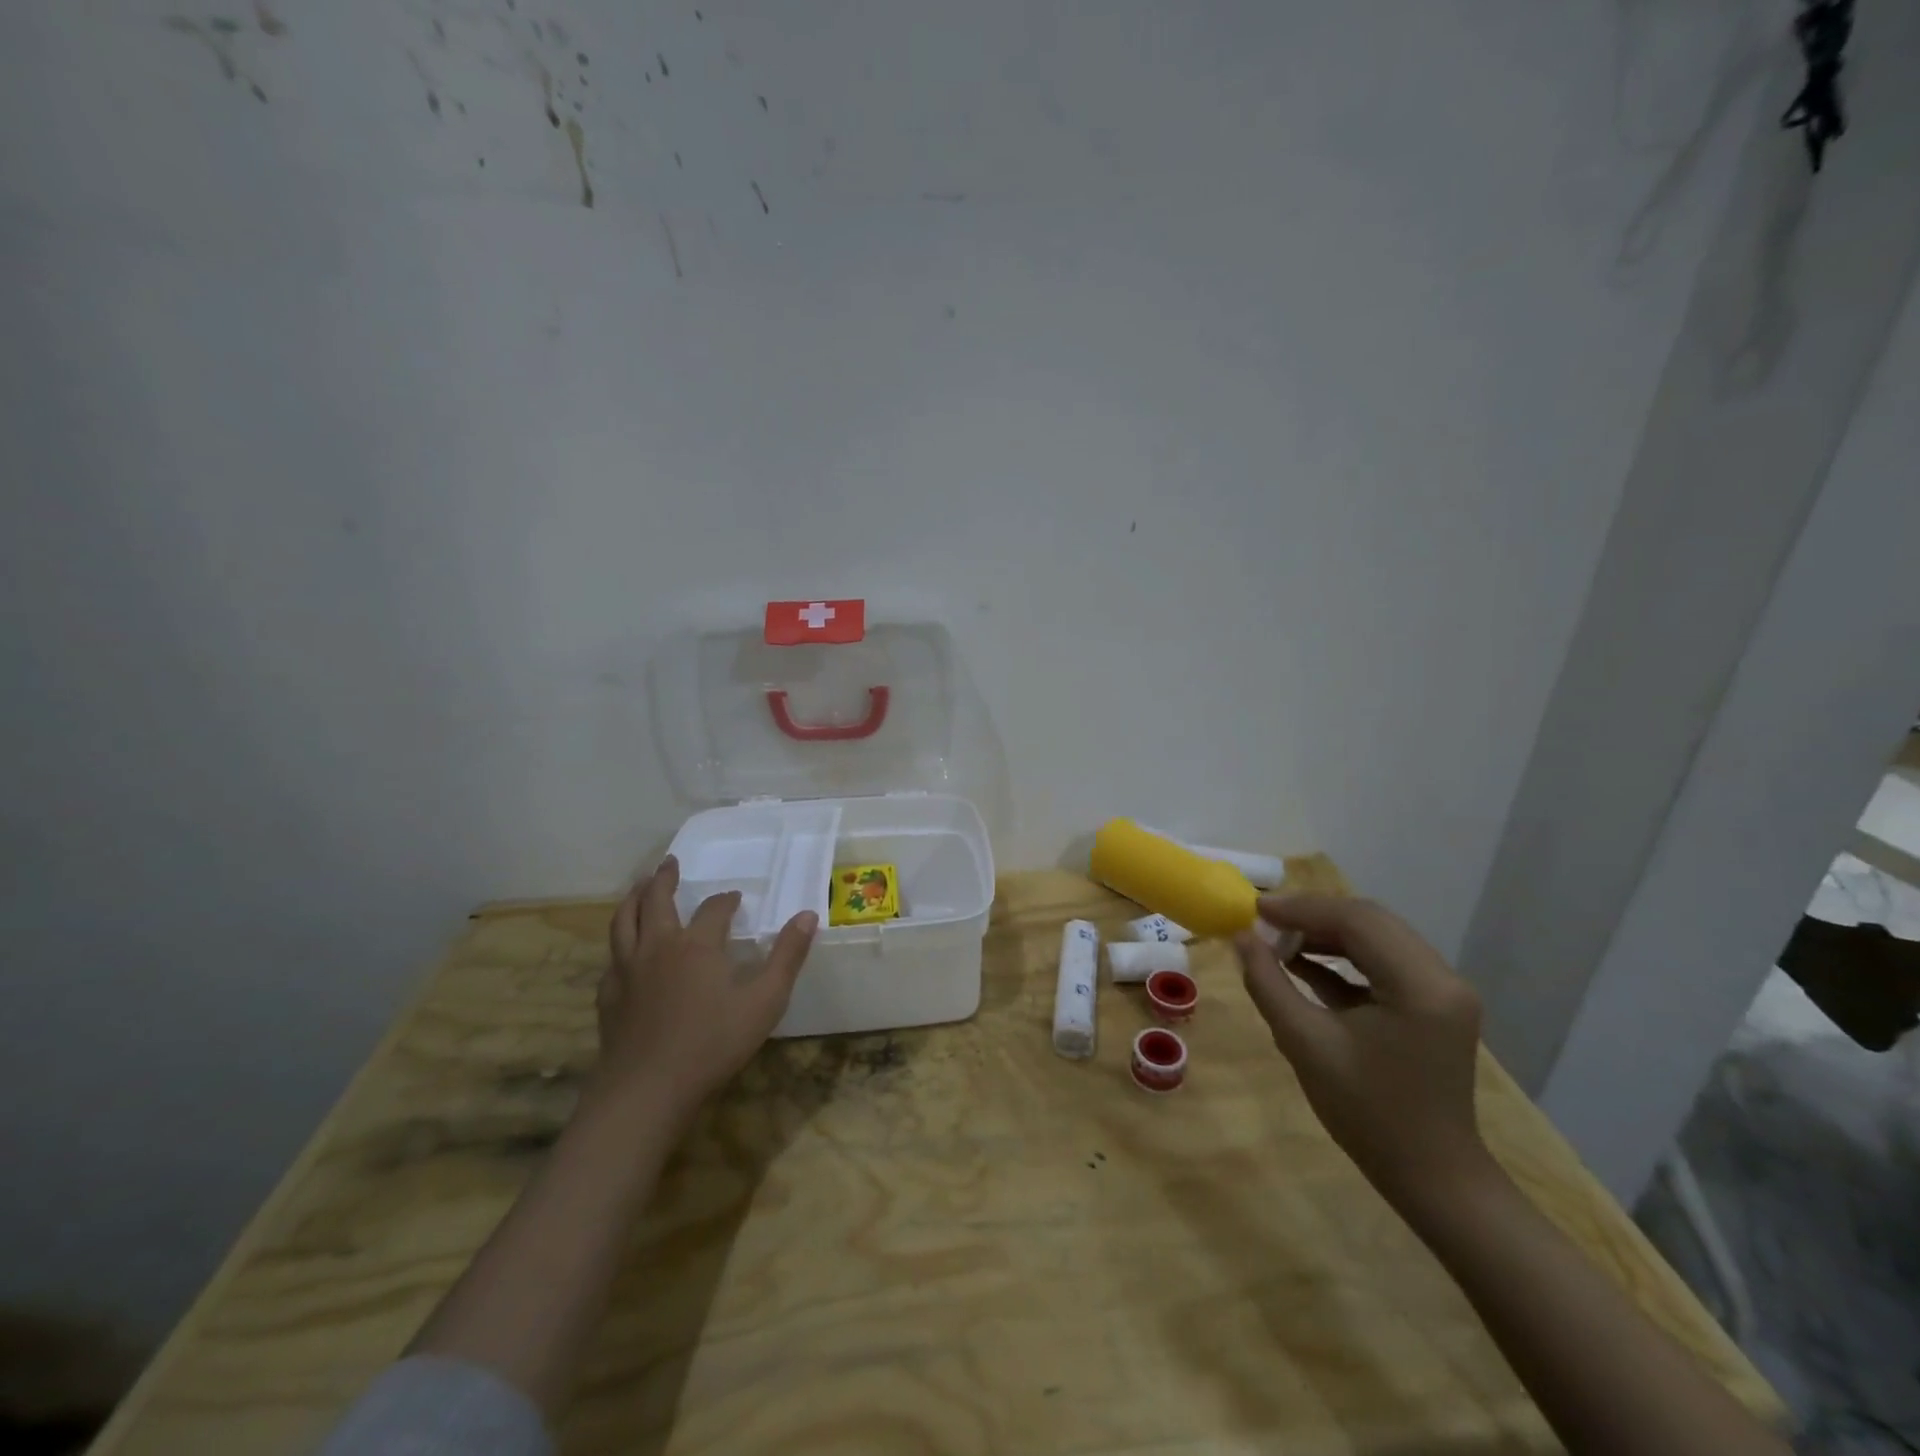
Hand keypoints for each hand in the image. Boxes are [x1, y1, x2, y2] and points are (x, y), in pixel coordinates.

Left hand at [592, 856, 817, 1121]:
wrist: (647, 1090)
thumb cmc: (713, 1043)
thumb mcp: (765, 1001)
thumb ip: (787, 956)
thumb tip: (807, 915)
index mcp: (697, 945)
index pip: (714, 909)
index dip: (726, 900)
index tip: (735, 897)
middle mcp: (658, 947)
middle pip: (656, 901)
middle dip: (664, 880)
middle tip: (669, 863)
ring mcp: (627, 971)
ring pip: (623, 922)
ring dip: (632, 899)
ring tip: (639, 887)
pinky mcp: (608, 997)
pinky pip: (611, 959)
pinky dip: (618, 945)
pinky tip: (623, 954)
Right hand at [1234, 895, 1491, 1209]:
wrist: (1431, 1177)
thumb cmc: (1367, 1114)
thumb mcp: (1305, 1044)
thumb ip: (1269, 983)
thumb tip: (1241, 937)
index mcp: (1420, 986)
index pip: (1357, 920)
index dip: (1302, 909)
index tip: (1254, 908)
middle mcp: (1442, 977)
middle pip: (1370, 921)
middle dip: (1312, 916)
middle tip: (1262, 922)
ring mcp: (1442, 991)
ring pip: (1376, 937)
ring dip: (1326, 934)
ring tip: (1277, 942)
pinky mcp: (1433, 1004)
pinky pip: (1383, 961)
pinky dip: (1342, 957)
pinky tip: (1302, 963)